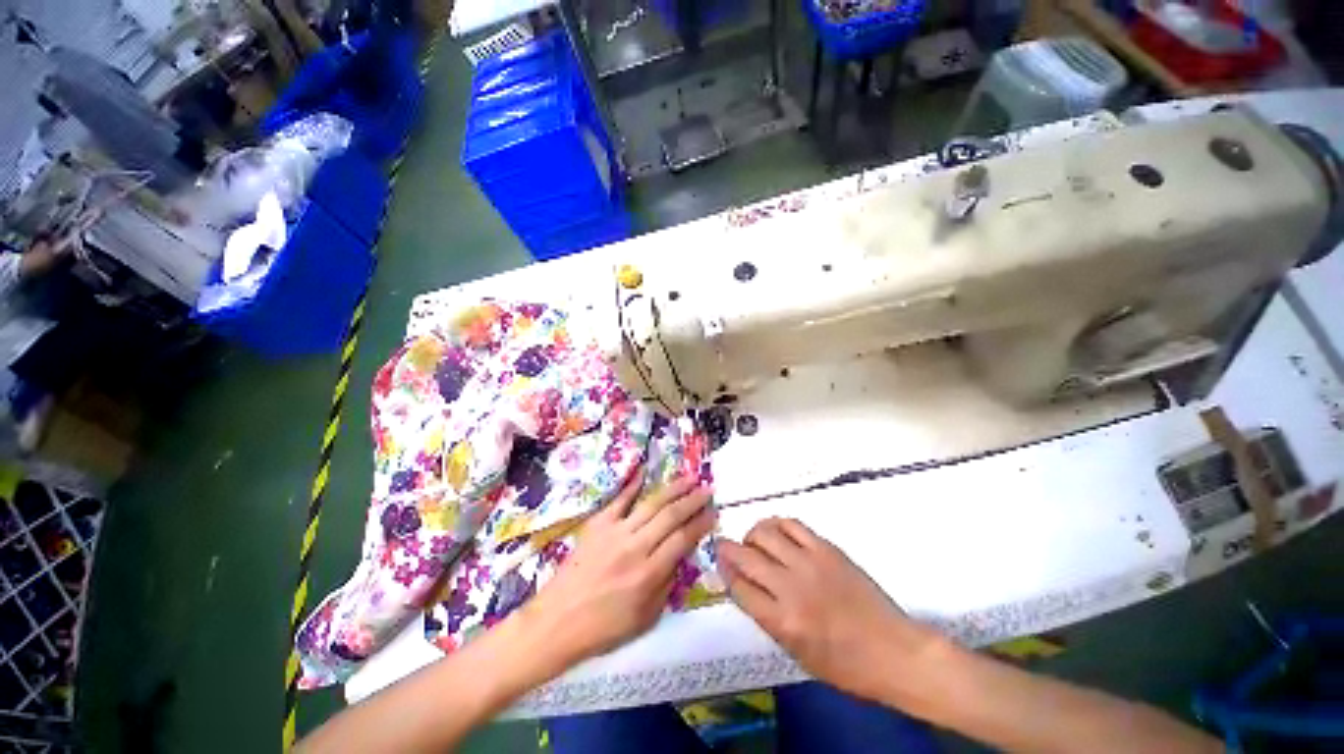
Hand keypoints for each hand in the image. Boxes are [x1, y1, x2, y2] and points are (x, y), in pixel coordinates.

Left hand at [520, 474, 714, 671]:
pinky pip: (619, 500)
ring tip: (689, 478)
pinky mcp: (597, 524)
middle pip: (671, 516)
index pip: (683, 539)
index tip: (713, 512)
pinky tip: (645, 472)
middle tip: (707, 489)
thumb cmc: (603, 628)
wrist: (556, 622)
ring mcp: (615, 532)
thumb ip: (667, 584)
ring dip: (673, 489)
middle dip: (693, 500)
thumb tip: (680, 556)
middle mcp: (636, 547)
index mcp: (649, 574)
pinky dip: (633, 485)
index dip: (701, 523)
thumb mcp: (645, 618)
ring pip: (651, 503)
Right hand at [717, 518, 941, 701]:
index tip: (720, 566)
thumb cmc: (845, 665)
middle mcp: (791, 588)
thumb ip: (766, 617)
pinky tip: (775, 531)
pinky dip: (776, 524)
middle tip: (724, 547)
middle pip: (745, 557)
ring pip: (764, 533)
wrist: (894, 651)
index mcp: (783, 622)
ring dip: (751, 535)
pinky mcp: (826, 548)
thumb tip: (743, 586)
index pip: (739, 588)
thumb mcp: (797, 653)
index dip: (725, 574)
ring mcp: (809, 563)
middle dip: (727, 549)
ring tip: (753, 542)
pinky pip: (791, 524)